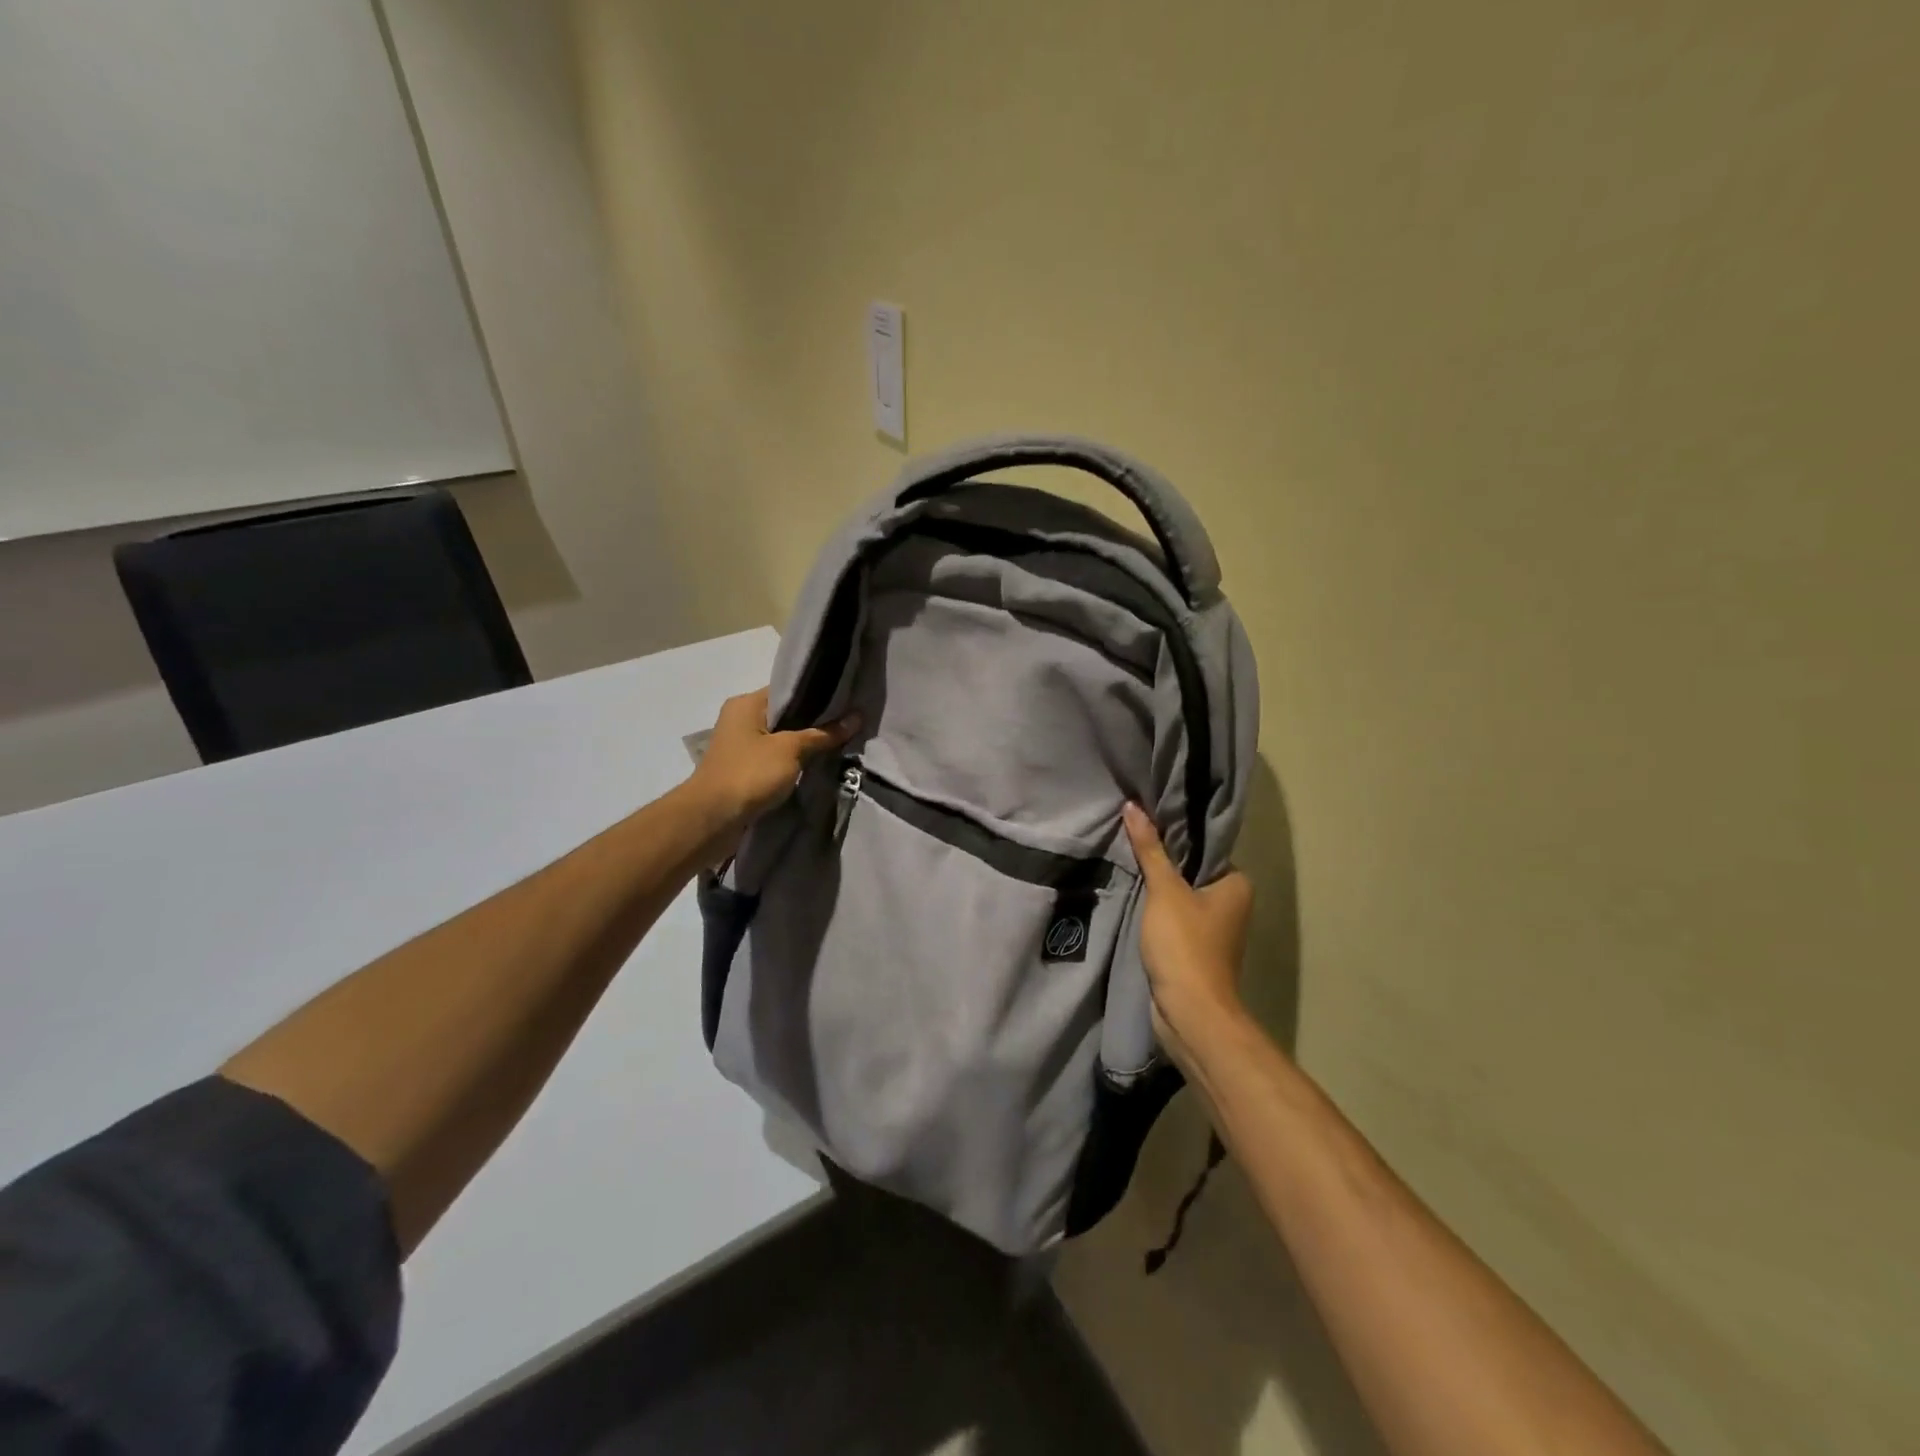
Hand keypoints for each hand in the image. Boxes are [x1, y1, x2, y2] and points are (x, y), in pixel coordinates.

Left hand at [689, 688, 858, 848]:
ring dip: (806, 745)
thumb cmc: (749, 774)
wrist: (713, 820)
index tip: (847, 701)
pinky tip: (820, 766)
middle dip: (816, 722)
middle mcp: (741, 720)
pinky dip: (795, 763)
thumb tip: (857, 718)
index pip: (788, 690)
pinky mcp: (745, 771)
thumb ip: (823, 734)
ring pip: (783, 739)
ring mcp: (741, 747)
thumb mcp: (790, 750)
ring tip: (841, 744)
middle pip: (787, 715)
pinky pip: (777, 760)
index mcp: (746, 703)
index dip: (818, 694)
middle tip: (850, 724)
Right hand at [1122, 802, 1254, 1069]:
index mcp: (1236, 884)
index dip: (1176, 832)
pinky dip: (1155, 908)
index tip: (1146, 816)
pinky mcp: (1194, 949)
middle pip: (1191, 869)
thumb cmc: (1185, 945)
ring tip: (1124, 859)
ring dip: (1156, 885)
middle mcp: (1231, 903)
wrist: (1190, 1012)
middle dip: (1162, 858)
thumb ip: (1150, 849)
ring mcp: (1213, 929)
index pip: (1205, 846)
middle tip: (1129, 834)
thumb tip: (1134, 806)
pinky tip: (1131, 894)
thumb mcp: (1165, 891)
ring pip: (1180, 895)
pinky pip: (1173, 917)